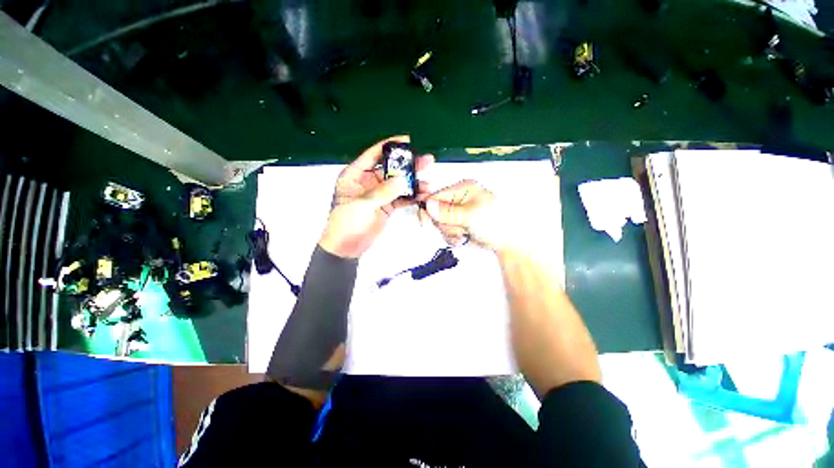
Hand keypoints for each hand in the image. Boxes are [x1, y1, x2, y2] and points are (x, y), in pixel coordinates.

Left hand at [319, 135, 433, 257]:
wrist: (347, 248)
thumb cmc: (347, 224)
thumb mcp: (362, 205)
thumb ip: (382, 192)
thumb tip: (403, 179)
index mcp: (355, 175)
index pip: (373, 155)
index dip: (390, 146)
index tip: (407, 141)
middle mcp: (368, 181)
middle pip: (390, 169)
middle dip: (408, 165)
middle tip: (426, 161)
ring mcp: (379, 194)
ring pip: (398, 183)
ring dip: (413, 183)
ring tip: (428, 183)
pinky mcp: (387, 206)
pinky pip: (401, 198)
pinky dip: (411, 196)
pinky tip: (422, 195)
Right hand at [418, 180, 515, 251]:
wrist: (508, 242)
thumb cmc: (498, 222)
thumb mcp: (471, 215)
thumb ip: (448, 211)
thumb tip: (429, 205)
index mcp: (463, 189)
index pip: (436, 196)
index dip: (429, 208)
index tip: (425, 219)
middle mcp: (459, 200)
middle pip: (435, 212)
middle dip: (445, 223)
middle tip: (458, 226)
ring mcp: (458, 214)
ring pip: (440, 224)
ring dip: (451, 231)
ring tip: (464, 232)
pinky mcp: (458, 225)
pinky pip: (446, 232)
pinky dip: (453, 237)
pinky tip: (464, 237)